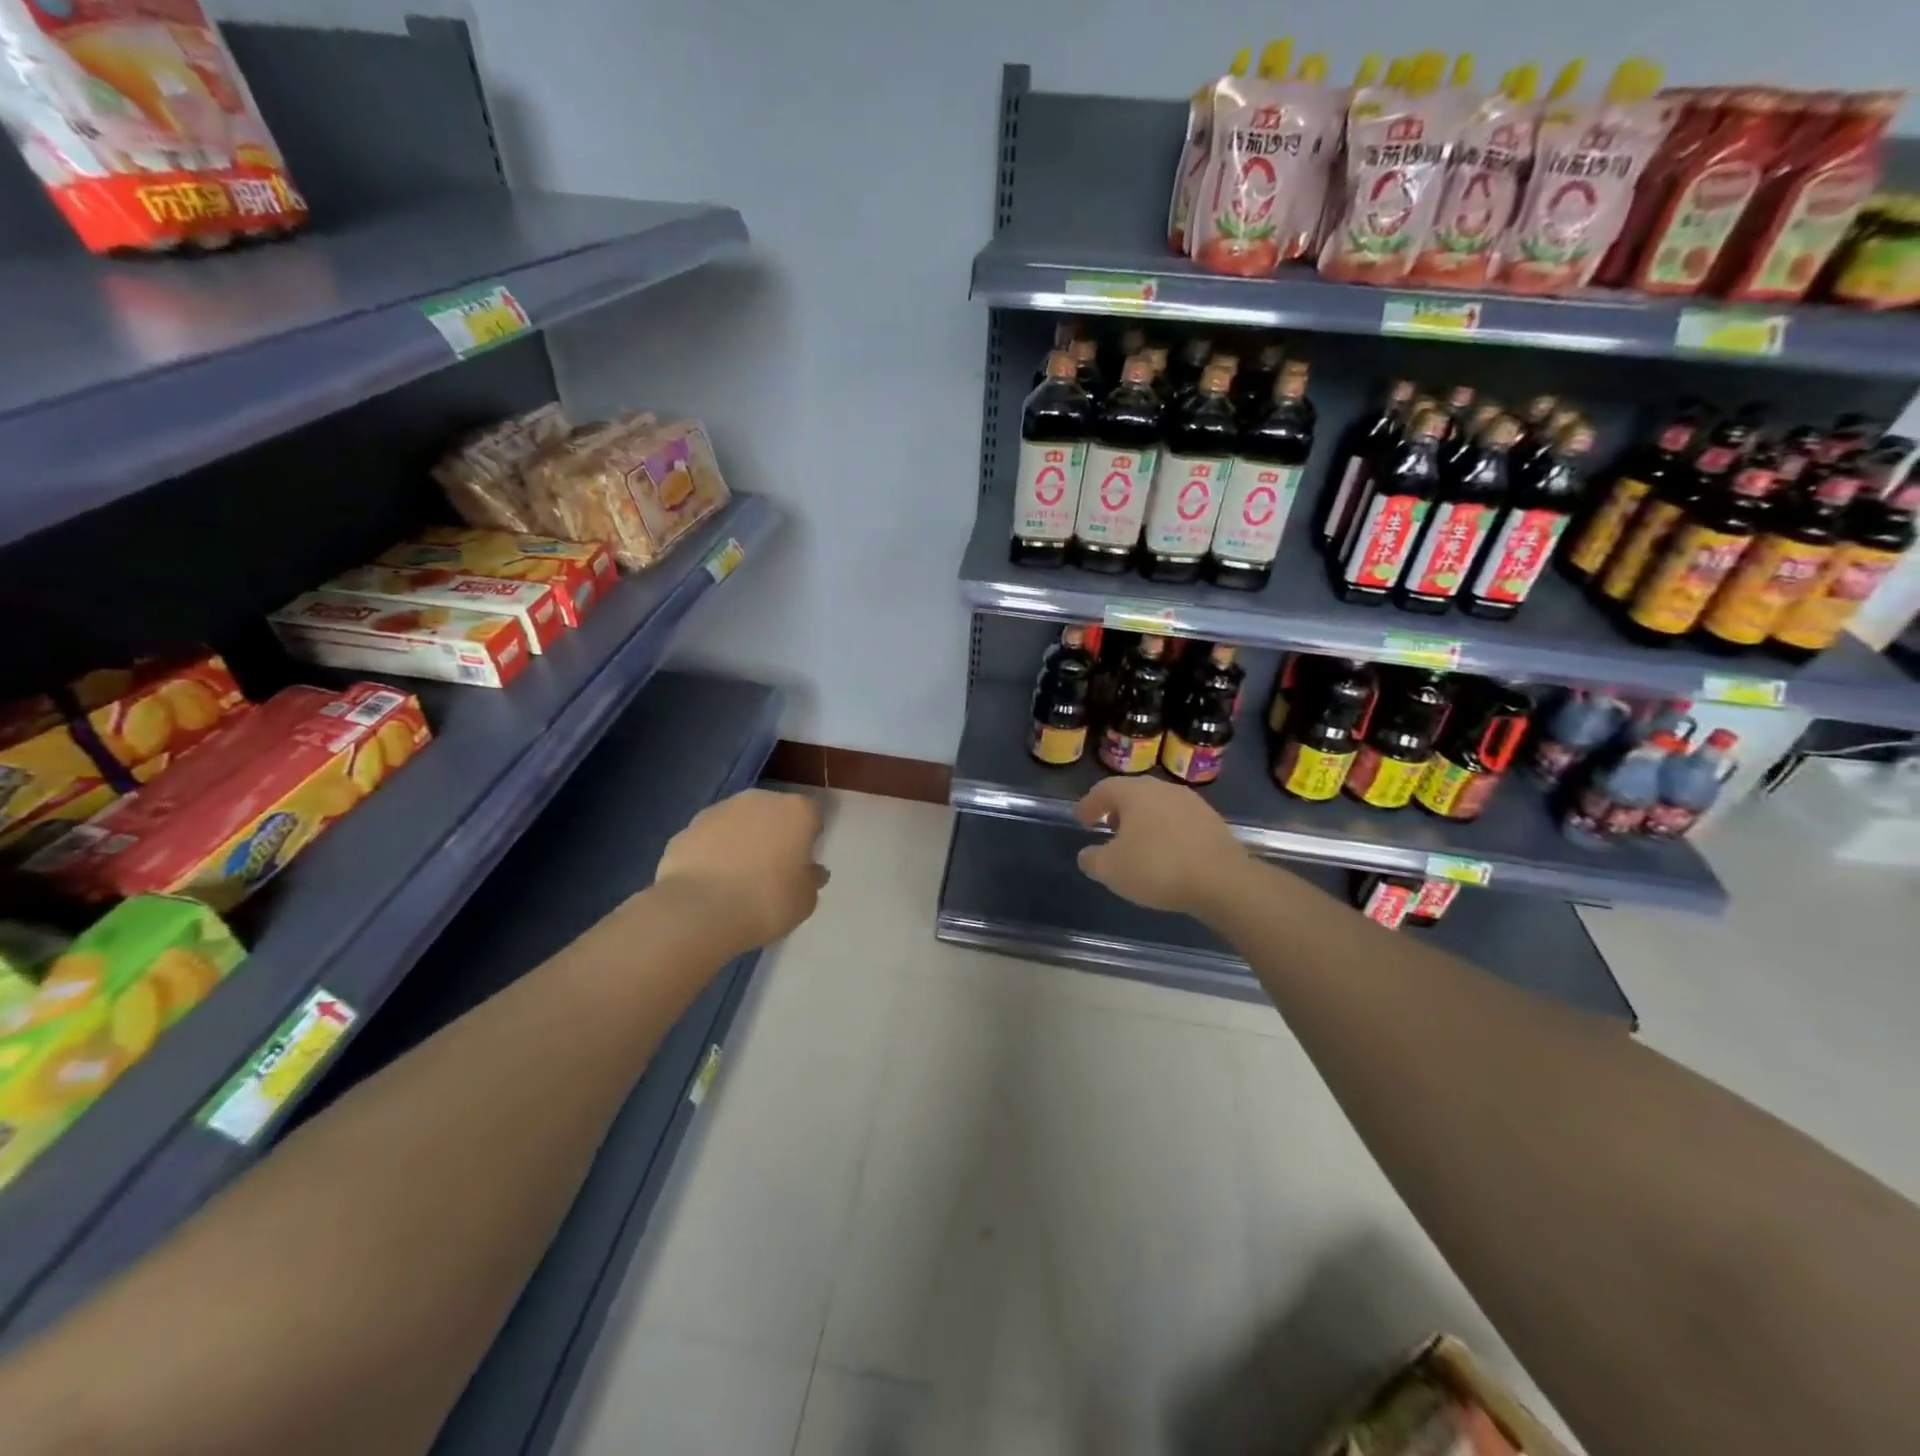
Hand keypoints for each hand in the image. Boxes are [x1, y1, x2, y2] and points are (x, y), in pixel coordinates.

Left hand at [654, 789, 828, 952]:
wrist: (699, 912)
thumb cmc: (766, 902)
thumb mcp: (805, 900)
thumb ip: (811, 879)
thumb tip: (810, 871)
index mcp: (796, 811)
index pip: (812, 814)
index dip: (809, 837)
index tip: (803, 862)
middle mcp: (759, 800)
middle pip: (773, 812)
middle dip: (774, 833)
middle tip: (772, 869)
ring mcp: (718, 810)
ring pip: (738, 821)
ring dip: (741, 840)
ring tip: (737, 878)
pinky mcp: (686, 828)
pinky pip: (709, 838)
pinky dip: (712, 853)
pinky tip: (710, 882)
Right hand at [1073, 776, 1248, 916]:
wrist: (1223, 881)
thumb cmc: (1158, 868)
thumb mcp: (1111, 869)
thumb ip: (1092, 859)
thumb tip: (1088, 854)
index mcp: (1135, 792)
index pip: (1103, 789)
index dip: (1088, 804)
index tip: (1081, 820)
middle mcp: (1163, 789)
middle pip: (1133, 793)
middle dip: (1117, 810)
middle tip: (1107, 828)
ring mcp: (1192, 803)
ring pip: (1158, 806)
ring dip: (1143, 820)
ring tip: (1136, 843)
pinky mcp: (1212, 822)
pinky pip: (1178, 821)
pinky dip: (1165, 831)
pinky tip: (1165, 853)